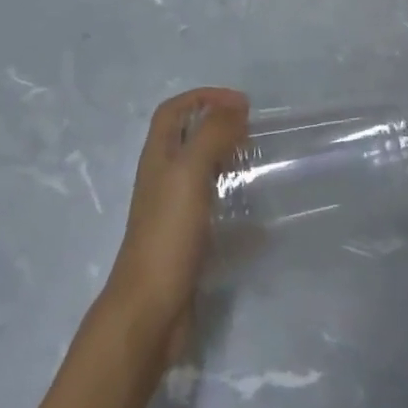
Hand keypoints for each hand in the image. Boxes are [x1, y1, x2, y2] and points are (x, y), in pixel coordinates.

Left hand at [101, 87, 248, 363]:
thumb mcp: (190, 172)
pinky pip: (211, 208)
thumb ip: (212, 134)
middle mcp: (162, 178)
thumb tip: (235, 106)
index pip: (173, 110)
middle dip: (217, 126)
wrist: (150, 309)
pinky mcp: (186, 240)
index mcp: (158, 156)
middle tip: (251, 131)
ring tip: (256, 164)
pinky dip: (232, 203)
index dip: (203, 97)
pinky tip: (257, 217)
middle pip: (186, 138)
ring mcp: (173, 211)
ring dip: (225, 161)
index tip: (239, 103)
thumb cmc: (168, 232)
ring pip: (199, 172)